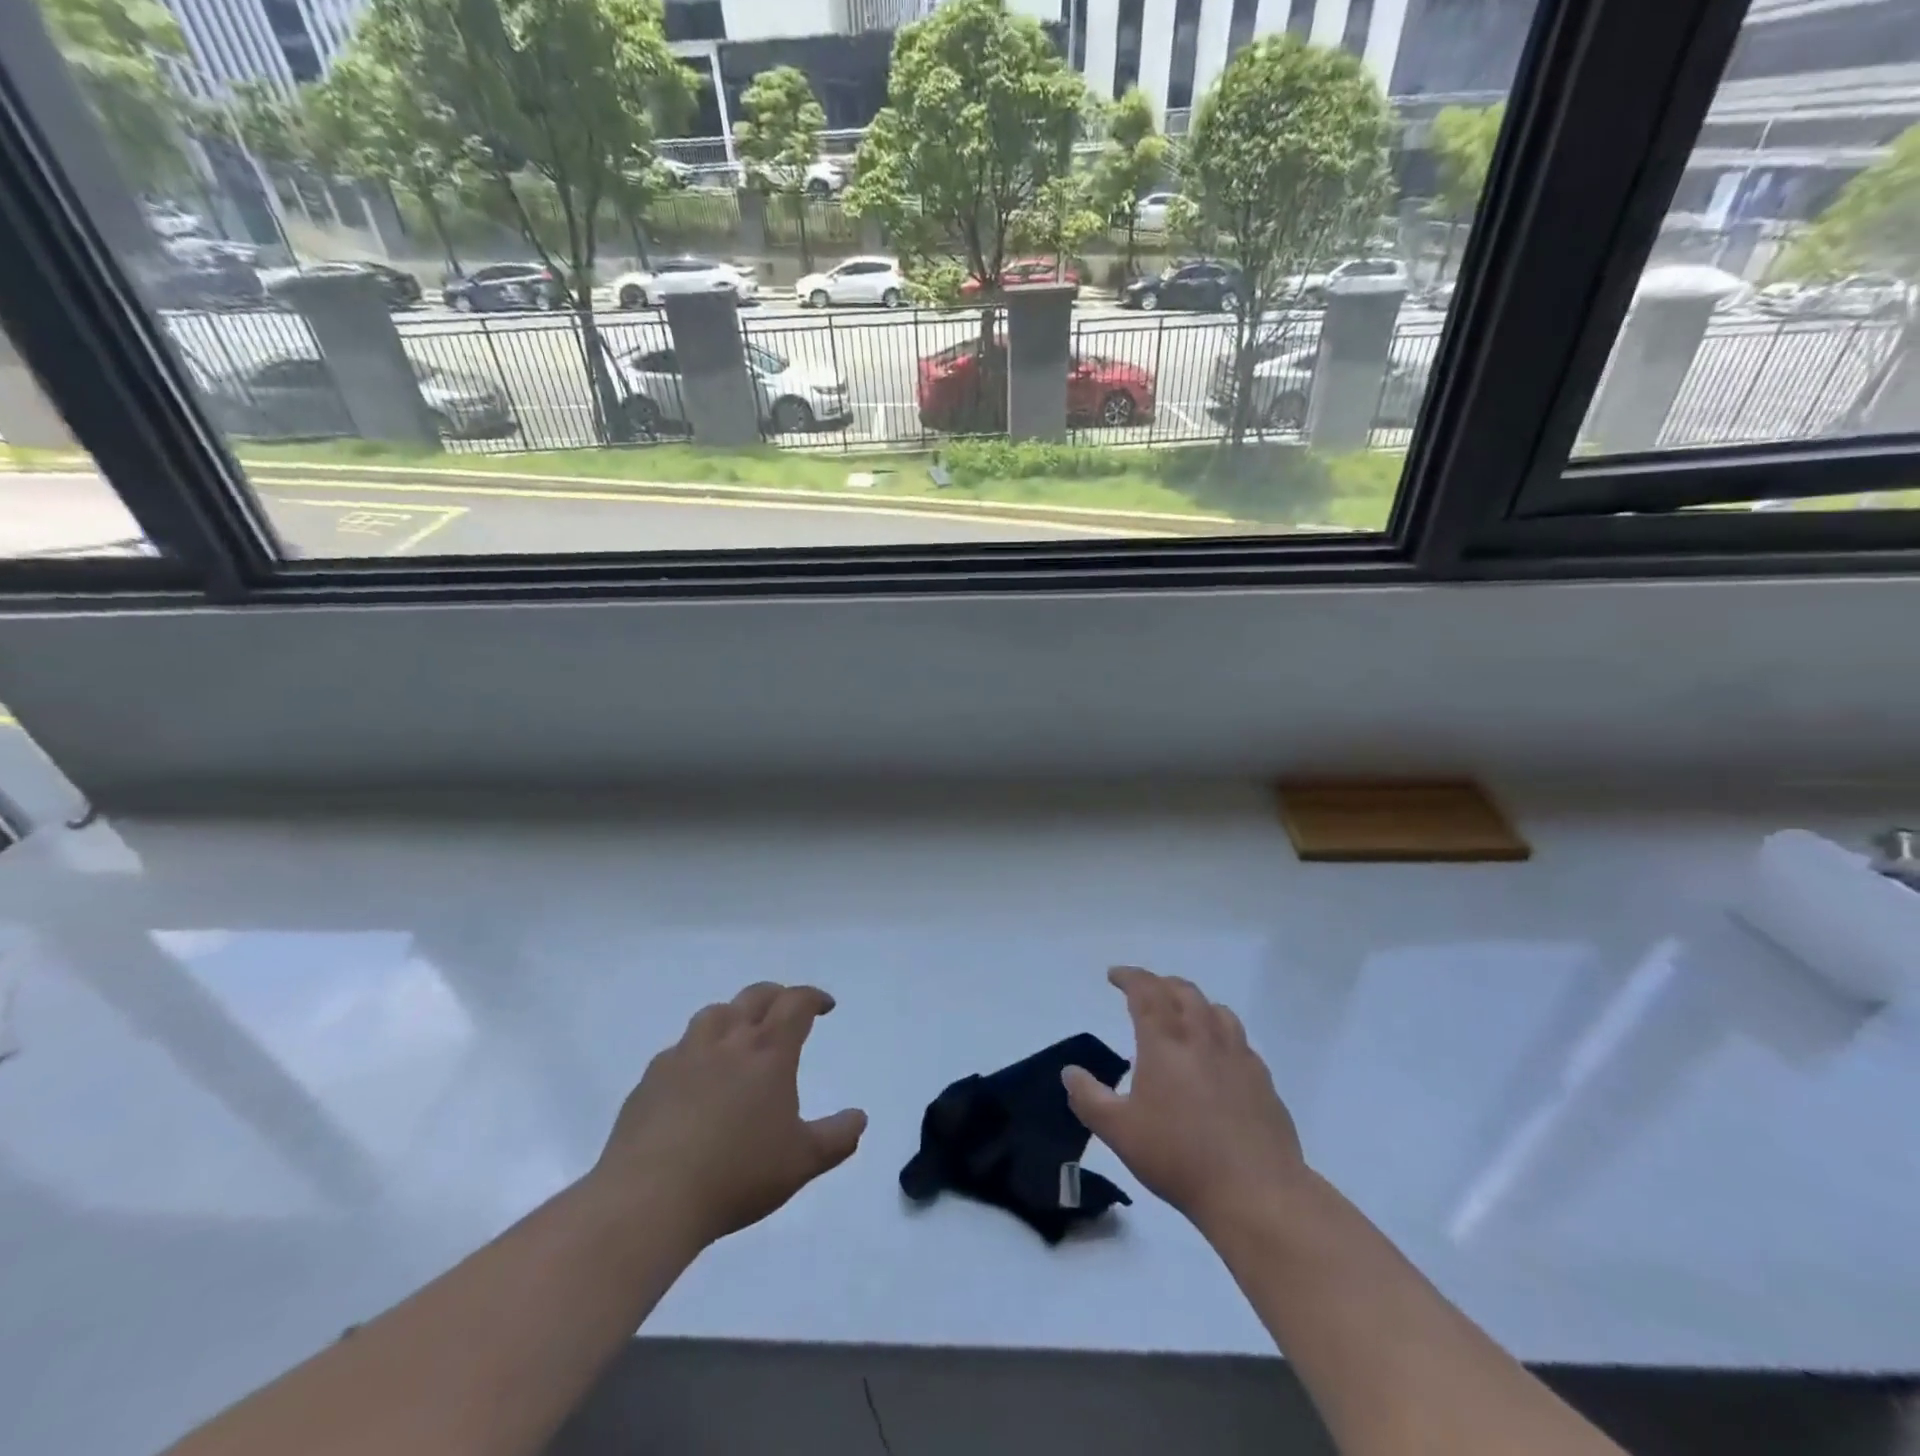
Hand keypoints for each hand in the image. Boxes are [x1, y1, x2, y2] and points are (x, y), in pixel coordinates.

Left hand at [592, 982, 866, 1246]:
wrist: (650, 1198)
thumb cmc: (737, 1175)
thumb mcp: (802, 1162)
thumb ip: (837, 1138)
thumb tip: (860, 1118)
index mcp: (768, 1052)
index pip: (796, 1003)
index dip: (813, 997)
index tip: (825, 1006)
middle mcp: (728, 1040)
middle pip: (755, 996)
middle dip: (777, 996)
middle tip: (787, 1010)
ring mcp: (684, 1055)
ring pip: (714, 1013)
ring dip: (734, 1014)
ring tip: (740, 1033)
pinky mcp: (651, 1078)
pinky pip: (679, 1049)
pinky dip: (697, 1050)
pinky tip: (696, 1076)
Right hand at [1063, 966, 1306, 1234]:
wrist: (1256, 1192)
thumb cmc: (1179, 1157)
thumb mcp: (1119, 1131)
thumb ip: (1089, 1098)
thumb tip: (1070, 1072)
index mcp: (1165, 1042)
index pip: (1146, 991)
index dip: (1129, 977)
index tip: (1114, 975)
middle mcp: (1202, 1037)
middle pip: (1182, 992)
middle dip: (1160, 984)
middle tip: (1144, 991)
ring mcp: (1237, 1056)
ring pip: (1216, 1009)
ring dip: (1193, 1002)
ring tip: (1182, 1014)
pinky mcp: (1262, 1080)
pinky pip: (1239, 1039)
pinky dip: (1221, 1032)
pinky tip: (1217, 1055)